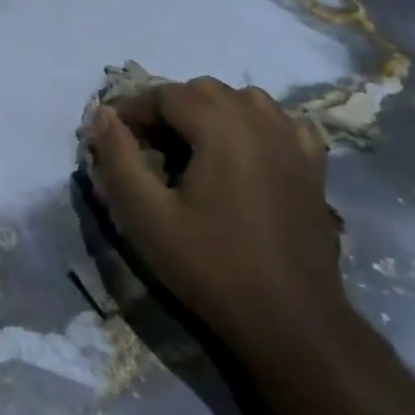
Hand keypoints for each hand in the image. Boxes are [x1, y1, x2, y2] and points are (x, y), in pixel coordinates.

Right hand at [84, 78, 345, 347]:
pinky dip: (255, 124)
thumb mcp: (146, 216)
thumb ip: (118, 158)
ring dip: (211, 111)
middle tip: (147, 146)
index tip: (114, 137)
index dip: (134, 109)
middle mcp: (261, 122)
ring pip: (244, 99)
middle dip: (168, 107)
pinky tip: (244, 151)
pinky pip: (281, 122)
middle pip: (204, 90)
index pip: (166, 94)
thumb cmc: (212, 267)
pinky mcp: (314, 168)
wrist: (292, 324)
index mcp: (222, 128)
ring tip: (191, 147)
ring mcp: (294, 143)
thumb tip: (101, 114)